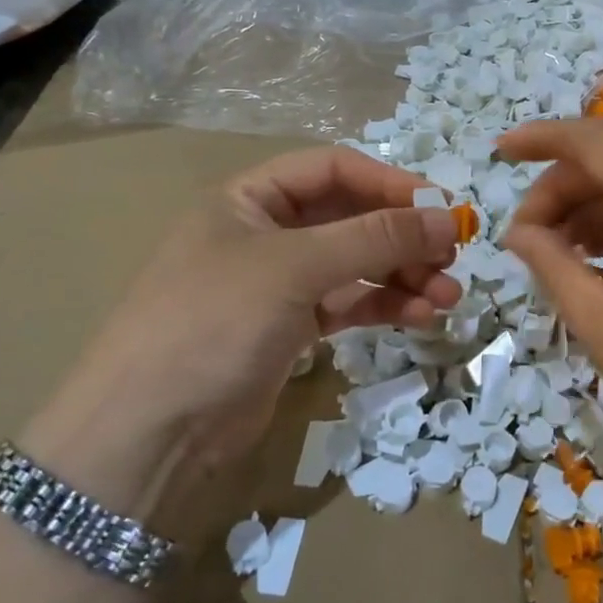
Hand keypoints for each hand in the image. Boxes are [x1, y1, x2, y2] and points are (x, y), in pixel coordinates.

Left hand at [25, 147, 461, 519]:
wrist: (150, 434)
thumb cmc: (214, 323)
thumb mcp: (296, 267)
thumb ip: (375, 238)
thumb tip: (448, 218)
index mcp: (251, 198)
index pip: (334, 169)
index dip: (391, 183)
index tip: (443, 208)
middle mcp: (266, 232)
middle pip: (351, 217)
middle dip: (404, 235)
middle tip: (453, 256)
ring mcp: (280, 283)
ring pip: (358, 263)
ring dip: (404, 275)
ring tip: (448, 296)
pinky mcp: (292, 328)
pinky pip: (350, 303)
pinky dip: (386, 305)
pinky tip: (421, 316)